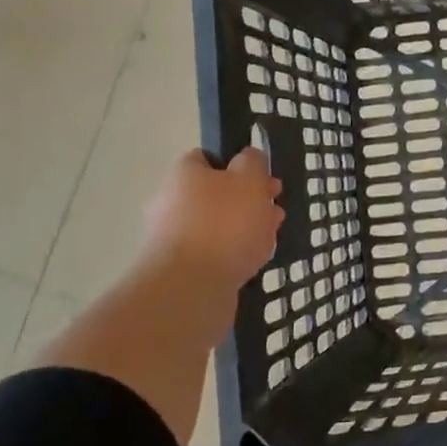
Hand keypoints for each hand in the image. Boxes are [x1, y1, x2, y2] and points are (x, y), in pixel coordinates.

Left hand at [143, 148, 284, 288]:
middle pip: (216, 193)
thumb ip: (252, 162)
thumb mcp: (249, 179)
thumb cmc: (224, 223)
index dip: (236, 163)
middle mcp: (172, 203)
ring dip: (244, 226)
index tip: (261, 176)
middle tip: (274, 207)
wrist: (191, 288)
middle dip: (247, 199)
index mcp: (184, 175)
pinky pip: (213, 252)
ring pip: (217, 224)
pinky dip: (234, 252)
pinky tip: (254, 259)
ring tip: (270, 235)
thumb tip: (248, 157)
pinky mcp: (181, 269)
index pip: (206, 158)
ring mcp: (174, 238)